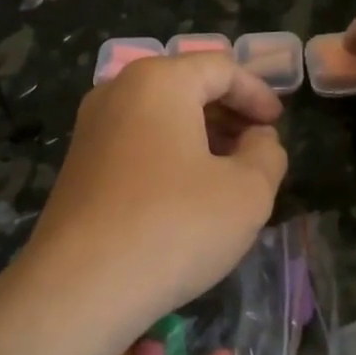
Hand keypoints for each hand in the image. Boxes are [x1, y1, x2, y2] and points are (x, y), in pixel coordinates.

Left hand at [14, 53, 288, 346]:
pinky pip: (135, 143)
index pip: (221, 68)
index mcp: (159, 81)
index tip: (278, 124)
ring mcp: (90, 128)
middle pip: (185, 86)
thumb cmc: (175, 226)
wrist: (80, 286)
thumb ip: (267, 154)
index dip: (258, 93)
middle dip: (228, 114)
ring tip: (227, 174)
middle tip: (257, 148)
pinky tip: (185, 194)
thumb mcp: (247, 192)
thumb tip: (258, 140)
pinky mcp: (77, 165)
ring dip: (199, 136)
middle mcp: (117, 91)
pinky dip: (168, 155)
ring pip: (158, 116)